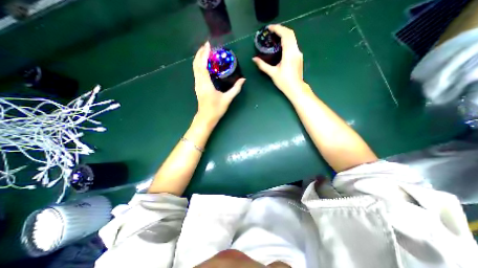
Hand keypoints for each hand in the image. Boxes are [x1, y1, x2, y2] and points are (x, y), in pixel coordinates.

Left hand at [194, 42, 245, 125]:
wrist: (206, 118)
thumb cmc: (216, 109)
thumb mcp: (227, 99)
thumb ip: (235, 89)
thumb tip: (243, 80)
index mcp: (206, 84)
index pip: (203, 65)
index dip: (204, 54)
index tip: (208, 45)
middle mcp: (199, 82)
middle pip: (196, 64)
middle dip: (200, 53)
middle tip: (207, 45)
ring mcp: (197, 84)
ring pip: (195, 68)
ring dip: (199, 58)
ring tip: (206, 52)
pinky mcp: (197, 87)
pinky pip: (196, 72)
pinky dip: (199, 65)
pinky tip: (204, 64)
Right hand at [252, 24, 303, 97]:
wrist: (296, 88)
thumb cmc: (284, 82)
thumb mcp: (272, 73)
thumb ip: (263, 65)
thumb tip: (254, 59)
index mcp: (289, 54)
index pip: (285, 35)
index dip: (277, 29)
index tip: (269, 28)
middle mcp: (295, 51)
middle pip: (290, 33)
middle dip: (281, 29)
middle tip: (271, 31)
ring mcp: (298, 53)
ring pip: (293, 38)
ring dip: (284, 34)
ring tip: (275, 36)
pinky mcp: (299, 56)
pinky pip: (293, 43)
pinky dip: (287, 40)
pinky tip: (281, 45)